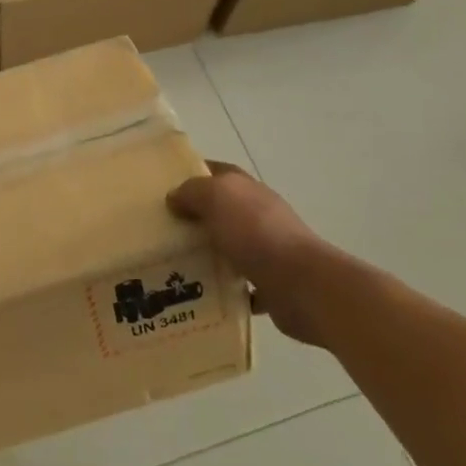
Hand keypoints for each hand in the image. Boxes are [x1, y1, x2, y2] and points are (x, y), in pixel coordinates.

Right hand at [167, 162, 340, 346]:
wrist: (302, 285)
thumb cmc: (256, 232)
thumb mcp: (216, 197)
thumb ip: (192, 191)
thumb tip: (175, 197)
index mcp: (247, 189)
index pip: (218, 171)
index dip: (194, 174)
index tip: (166, 186)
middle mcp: (259, 215)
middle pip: (223, 210)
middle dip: (196, 217)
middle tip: (163, 229)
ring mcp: (268, 249)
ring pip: (231, 246)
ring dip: (209, 253)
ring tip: (175, 263)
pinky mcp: (272, 284)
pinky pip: (242, 285)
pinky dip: (225, 288)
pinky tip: (203, 294)